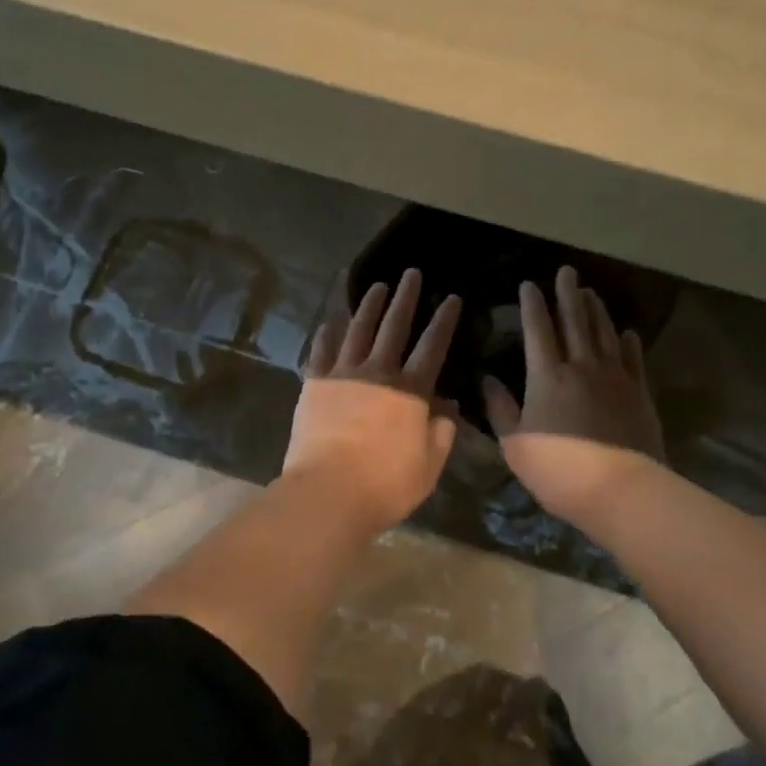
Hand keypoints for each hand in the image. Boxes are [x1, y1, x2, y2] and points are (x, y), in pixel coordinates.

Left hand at [286, 268, 463, 530]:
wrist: (328, 491)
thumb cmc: (386, 484)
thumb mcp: (429, 465)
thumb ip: (442, 432)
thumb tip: (448, 406)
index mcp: (411, 390)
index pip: (432, 346)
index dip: (444, 320)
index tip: (451, 297)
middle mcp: (378, 372)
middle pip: (394, 326)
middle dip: (405, 298)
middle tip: (411, 274)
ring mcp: (343, 374)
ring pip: (358, 330)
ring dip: (369, 306)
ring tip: (377, 286)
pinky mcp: (314, 384)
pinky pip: (322, 350)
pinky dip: (328, 333)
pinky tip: (331, 321)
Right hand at [484, 266, 664, 527]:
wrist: (620, 490)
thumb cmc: (558, 470)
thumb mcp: (515, 444)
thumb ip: (501, 409)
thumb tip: (487, 379)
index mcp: (547, 376)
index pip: (538, 330)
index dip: (532, 305)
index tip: (529, 284)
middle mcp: (582, 367)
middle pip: (575, 321)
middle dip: (568, 294)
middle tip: (567, 271)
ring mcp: (615, 378)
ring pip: (604, 333)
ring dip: (596, 310)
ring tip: (590, 292)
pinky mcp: (639, 393)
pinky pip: (633, 359)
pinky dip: (629, 342)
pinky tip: (627, 332)